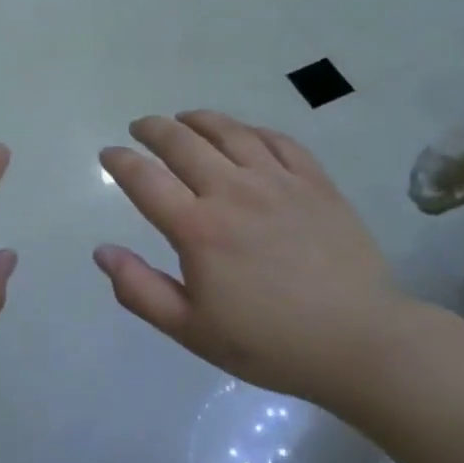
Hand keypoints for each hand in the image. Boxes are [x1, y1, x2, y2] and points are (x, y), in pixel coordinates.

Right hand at [95, 110, 409, 408]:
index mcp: (198, 228)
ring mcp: (277, 181)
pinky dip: (249, 130)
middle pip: (181, 142)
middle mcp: (232, 191)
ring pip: (228, 131)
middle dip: (152, 129)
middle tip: (140, 128)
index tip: (109, 155)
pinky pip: (276, 140)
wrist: (361, 342)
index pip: (144, 179)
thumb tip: (102, 251)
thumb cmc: (270, 343)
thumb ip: (140, 290)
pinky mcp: (314, 181)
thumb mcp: (192, 330)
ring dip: (198, 119)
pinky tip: (243, 134)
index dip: (120, 162)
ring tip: (184, 119)